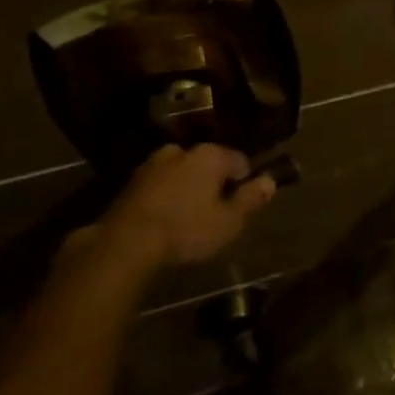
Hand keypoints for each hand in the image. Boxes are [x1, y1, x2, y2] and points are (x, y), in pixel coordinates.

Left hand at [65, 144, 276, 274]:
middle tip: (214, 211)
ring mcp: (152, 165)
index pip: (239, 160)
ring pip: (181, 173)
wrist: (125, 244)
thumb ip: (251, 199)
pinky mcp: (130, 183)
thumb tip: (270, 181)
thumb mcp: (229, 222)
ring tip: (188, 217)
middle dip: (213, 182)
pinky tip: (165, 220)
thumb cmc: (186, 230)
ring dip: (187, 188)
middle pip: (207, 164)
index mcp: (210, 155)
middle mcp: (181, 151)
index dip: (244, 180)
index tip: (240, 203)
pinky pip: (159, 185)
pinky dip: (166, 197)